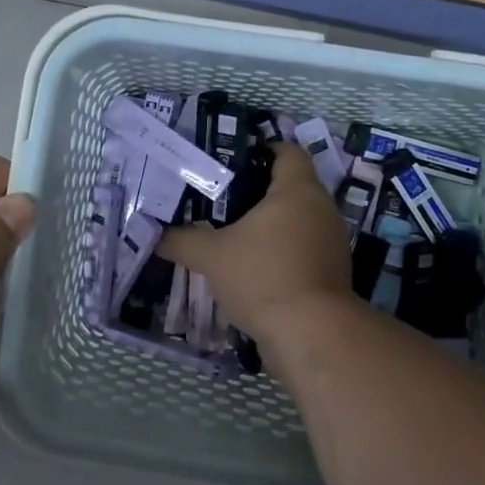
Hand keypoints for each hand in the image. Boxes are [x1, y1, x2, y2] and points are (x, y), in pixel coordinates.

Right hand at [158, 142, 356, 355]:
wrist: (311, 334)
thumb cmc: (262, 277)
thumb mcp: (211, 256)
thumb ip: (181, 240)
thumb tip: (154, 233)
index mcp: (297, 190)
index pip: (287, 152)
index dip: (261, 150)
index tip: (231, 161)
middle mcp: (321, 209)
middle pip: (290, 187)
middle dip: (256, 192)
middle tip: (218, 198)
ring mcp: (330, 243)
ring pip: (295, 221)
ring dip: (268, 226)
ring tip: (230, 232)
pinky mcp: (330, 273)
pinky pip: (301, 249)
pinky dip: (279, 252)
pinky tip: (249, 266)